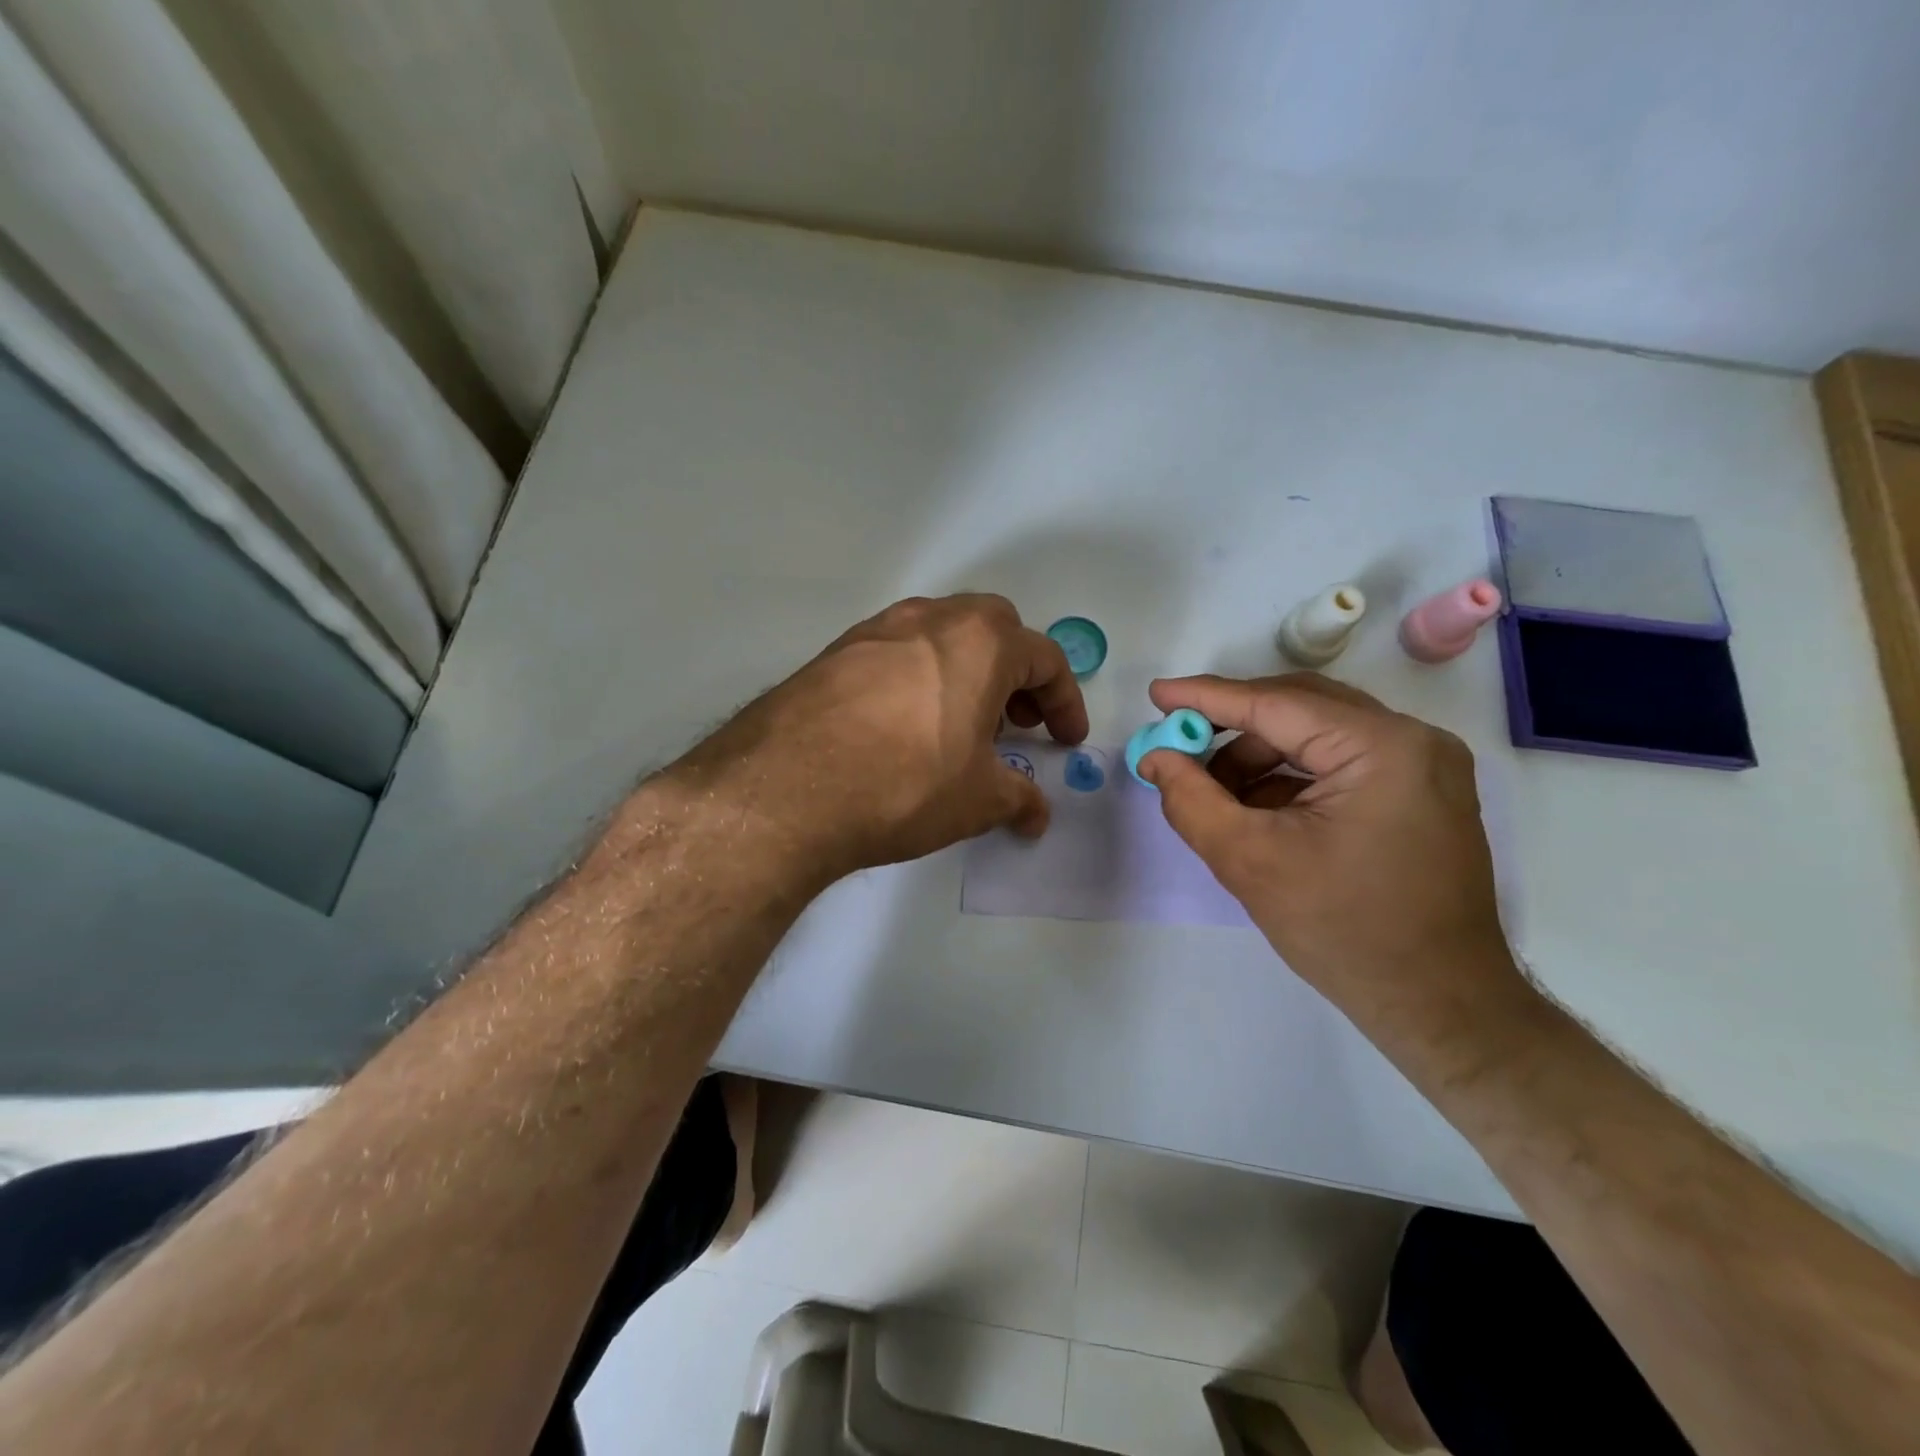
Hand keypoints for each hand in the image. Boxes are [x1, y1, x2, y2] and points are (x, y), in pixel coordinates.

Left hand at [664, 595, 1087, 881]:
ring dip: (966, 673)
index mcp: (981, 642)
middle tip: (1014, 724)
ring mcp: (877, 630)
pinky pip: (897, 654)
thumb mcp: (978, 800)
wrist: (787, 788)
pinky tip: (905, 728)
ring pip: (941, 636)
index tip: (1066, 741)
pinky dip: (920, 679)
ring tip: (960, 727)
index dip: (1065, 702)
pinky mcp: (835, 652)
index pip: (1045, 660)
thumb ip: (1018, 799)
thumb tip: (1035, 814)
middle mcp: (930, 619)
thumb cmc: (906, 784)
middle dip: (1016, 674)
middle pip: (994, 631)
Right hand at [1138, 673, 1524, 1034]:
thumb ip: (1191, 800)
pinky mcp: (1417, 792)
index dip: (1207, 697)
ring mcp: (1422, 766)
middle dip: (1232, 727)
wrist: (1438, 1006)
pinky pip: (1337, 762)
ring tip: (1213, 794)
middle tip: (1178, 744)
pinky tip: (1254, 810)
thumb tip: (1155, 758)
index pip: (1276, 703)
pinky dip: (1289, 778)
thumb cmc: (1344, 932)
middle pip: (1299, 709)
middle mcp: (1412, 740)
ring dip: (1258, 757)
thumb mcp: (1250, 861)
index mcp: (1383, 748)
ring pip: (1316, 735)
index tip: (1155, 695)